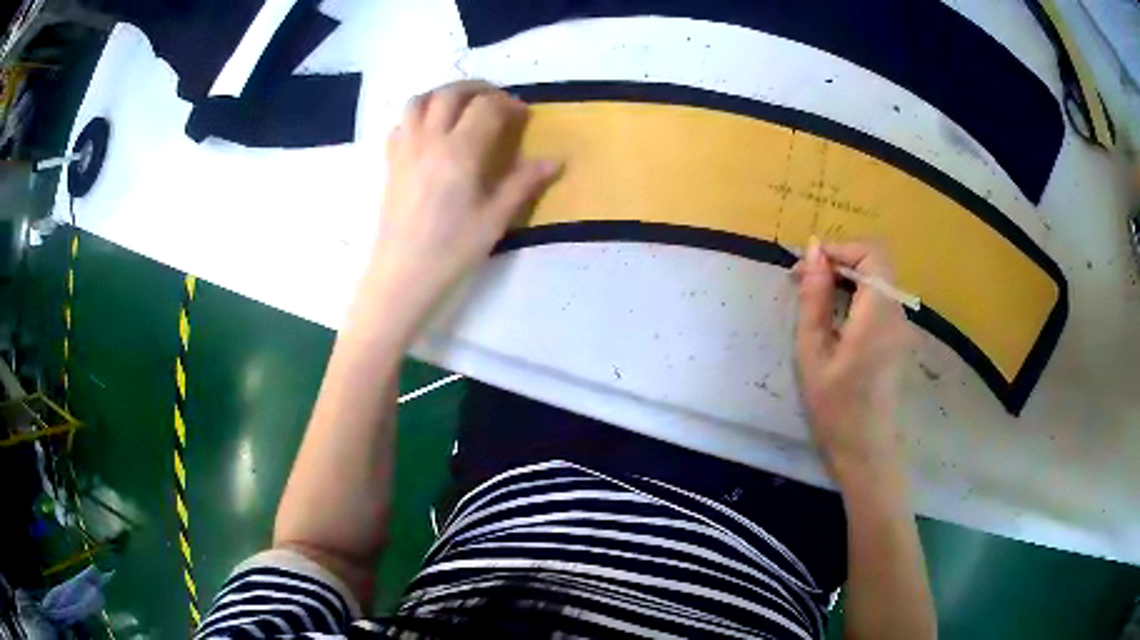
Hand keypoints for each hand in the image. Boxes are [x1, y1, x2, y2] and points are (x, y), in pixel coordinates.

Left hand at [368, 80, 560, 324]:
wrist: (402, 276)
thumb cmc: (452, 250)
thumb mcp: (495, 219)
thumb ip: (523, 183)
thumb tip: (555, 161)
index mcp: (459, 151)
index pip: (485, 107)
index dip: (508, 104)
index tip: (523, 115)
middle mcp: (428, 140)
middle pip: (450, 93)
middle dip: (477, 88)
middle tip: (496, 100)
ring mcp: (405, 149)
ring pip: (420, 100)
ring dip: (444, 94)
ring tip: (462, 107)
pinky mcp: (390, 163)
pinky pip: (401, 123)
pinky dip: (419, 114)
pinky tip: (431, 131)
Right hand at [794, 239, 909, 479]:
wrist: (865, 451)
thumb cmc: (835, 407)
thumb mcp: (813, 353)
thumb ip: (815, 299)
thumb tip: (813, 251)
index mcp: (878, 313)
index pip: (871, 253)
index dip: (840, 249)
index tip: (809, 267)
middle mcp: (896, 312)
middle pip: (876, 263)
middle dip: (840, 261)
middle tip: (803, 281)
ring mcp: (900, 326)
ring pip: (877, 280)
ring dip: (846, 278)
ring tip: (813, 298)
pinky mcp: (897, 338)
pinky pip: (879, 301)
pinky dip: (856, 296)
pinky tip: (833, 317)